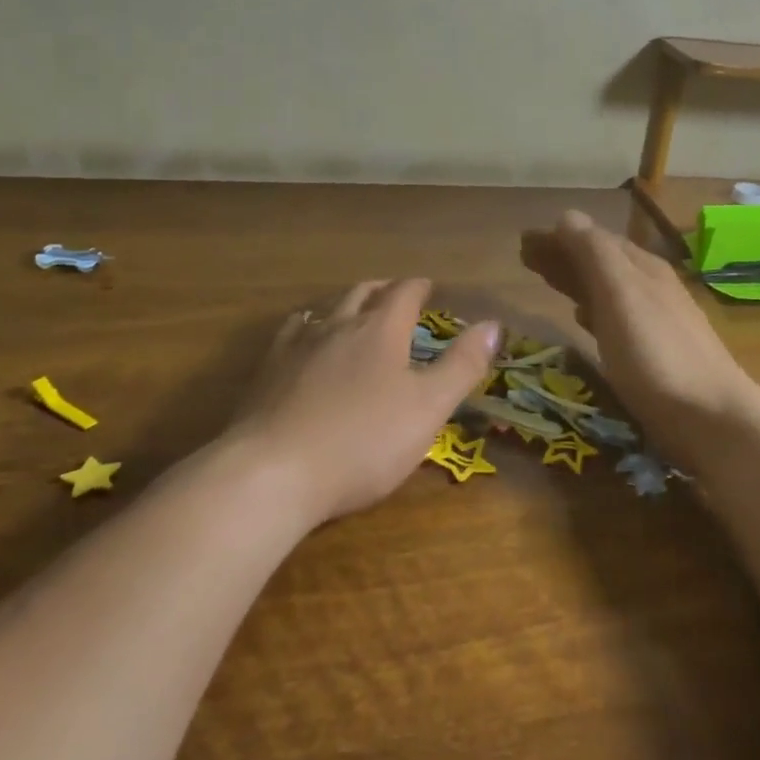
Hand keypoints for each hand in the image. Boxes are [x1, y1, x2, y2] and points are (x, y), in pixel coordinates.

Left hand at [226, 278, 498, 523]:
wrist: (273, 472)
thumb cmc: (363, 441)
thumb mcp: (428, 408)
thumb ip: (463, 365)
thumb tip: (494, 325)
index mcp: (380, 329)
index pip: (404, 292)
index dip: (419, 287)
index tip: (429, 288)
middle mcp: (337, 325)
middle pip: (362, 293)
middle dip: (383, 290)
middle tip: (396, 295)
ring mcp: (296, 346)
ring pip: (325, 310)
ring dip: (345, 306)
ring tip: (353, 313)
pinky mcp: (266, 372)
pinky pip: (291, 334)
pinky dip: (308, 328)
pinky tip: (305, 343)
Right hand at [520, 210, 758, 463]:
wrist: (711, 417)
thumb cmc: (656, 352)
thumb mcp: (621, 294)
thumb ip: (594, 254)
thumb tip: (567, 217)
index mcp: (641, 267)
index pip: (593, 239)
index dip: (559, 237)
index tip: (524, 240)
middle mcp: (649, 287)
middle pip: (600, 261)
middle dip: (563, 255)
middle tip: (525, 258)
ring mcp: (654, 321)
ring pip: (606, 289)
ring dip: (575, 280)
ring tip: (546, 282)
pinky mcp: (653, 354)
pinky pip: (613, 318)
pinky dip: (592, 310)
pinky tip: (582, 320)